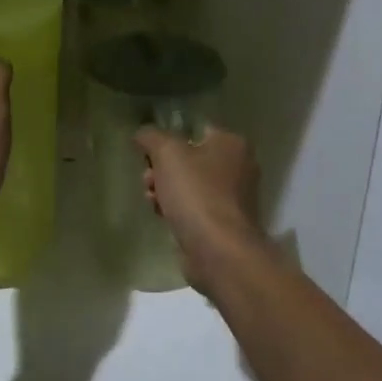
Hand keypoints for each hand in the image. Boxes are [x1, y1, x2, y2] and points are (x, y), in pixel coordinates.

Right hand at [134, 125, 266, 293]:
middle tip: (148, 178)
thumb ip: (151, 137)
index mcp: (232, 143)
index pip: (194, 130)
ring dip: (164, 189)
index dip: (167, 138)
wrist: (219, 251)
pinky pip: (193, 207)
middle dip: (161, 168)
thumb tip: (142, 133)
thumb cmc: (196, 193)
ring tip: (151, 199)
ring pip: (189, 184)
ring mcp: (233, 198)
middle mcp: (238, 167)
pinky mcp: (223, 223)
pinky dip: (176, 209)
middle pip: (189, 159)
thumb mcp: (167, 153)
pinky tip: (161, 215)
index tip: (147, 152)